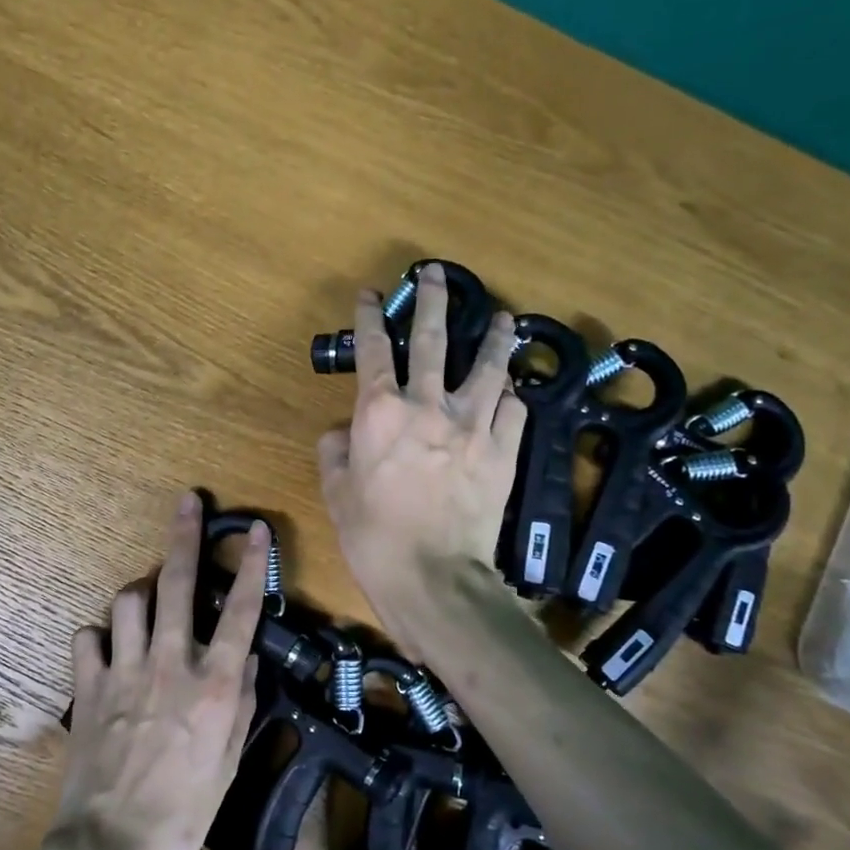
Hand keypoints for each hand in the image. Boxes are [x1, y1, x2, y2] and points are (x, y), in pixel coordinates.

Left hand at [48, 491, 268, 849]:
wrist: (114, 847)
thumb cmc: (186, 810)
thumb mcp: (231, 759)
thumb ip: (242, 701)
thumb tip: (246, 659)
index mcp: (214, 684)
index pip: (241, 610)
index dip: (252, 565)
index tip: (256, 530)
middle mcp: (170, 664)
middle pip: (177, 584)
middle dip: (184, 536)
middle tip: (186, 502)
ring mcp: (124, 671)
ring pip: (127, 600)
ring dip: (139, 592)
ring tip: (146, 600)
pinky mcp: (88, 687)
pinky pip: (88, 638)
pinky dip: (99, 637)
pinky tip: (107, 649)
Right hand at [318, 262, 524, 641]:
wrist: (433, 575)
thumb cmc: (373, 535)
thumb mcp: (336, 492)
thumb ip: (336, 450)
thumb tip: (342, 431)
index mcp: (380, 410)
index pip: (374, 348)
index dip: (370, 316)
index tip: (371, 294)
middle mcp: (428, 404)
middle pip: (433, 337)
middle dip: (432, 299)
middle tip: (436, 273)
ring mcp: (473, 423)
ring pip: (488, 365)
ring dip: (495, 336)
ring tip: (504, 317)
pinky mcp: (504, 448)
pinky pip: (514, 408)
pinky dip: (511, 396)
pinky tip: (512, 391)